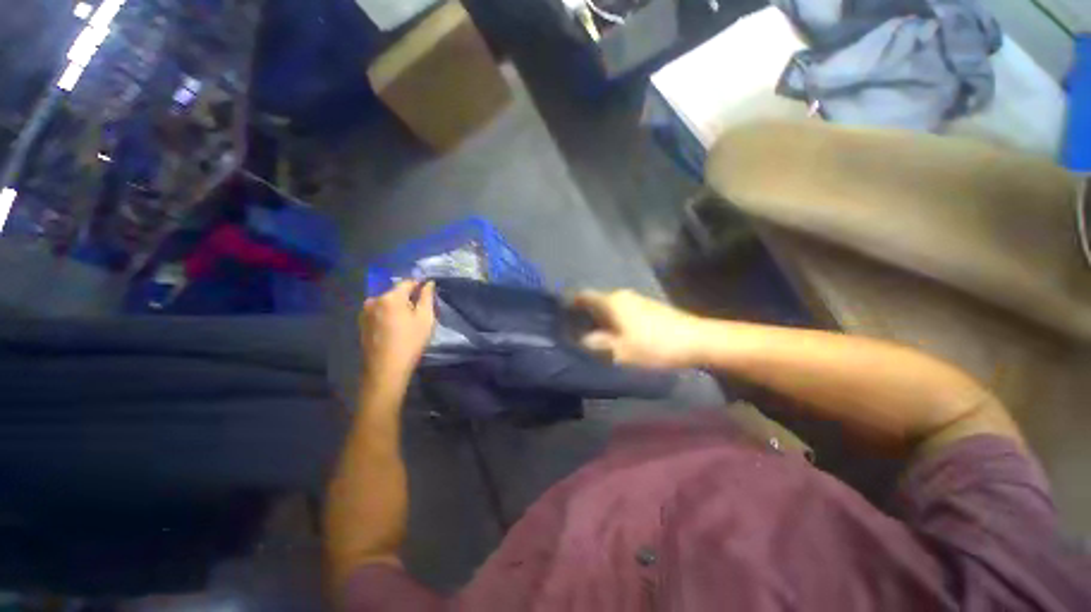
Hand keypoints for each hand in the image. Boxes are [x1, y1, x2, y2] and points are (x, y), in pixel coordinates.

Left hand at [360, 281, 435, 383]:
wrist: (385, 369)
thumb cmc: (410, 342)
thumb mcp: (426, 318)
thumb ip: (427, 297)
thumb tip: (428, 283)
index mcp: (390, 297)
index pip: (408, 282)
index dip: (420, 285)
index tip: (429, 294)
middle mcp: (374, 300)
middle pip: (396, 292)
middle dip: (408, 298)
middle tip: (420, 312)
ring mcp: (365, 312)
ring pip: (387, 303)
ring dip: (397, 307)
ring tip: (407, 322)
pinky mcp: (362, 323)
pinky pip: (379, 312)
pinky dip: (388, 315)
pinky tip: (395, 329)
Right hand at [572, 289, 705, 368]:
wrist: (697, 340)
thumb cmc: (653, 345)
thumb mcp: (618, 351)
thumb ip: (594, 345)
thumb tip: (579, 339)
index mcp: (610, 301)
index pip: (581, 296)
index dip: (569, 304)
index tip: (560, 318)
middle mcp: (621, 295)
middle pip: (595, 301)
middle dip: (583, 315)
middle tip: (575, 333)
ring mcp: (636, 299)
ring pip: (609, 307)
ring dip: (599, 319)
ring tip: (594, 337)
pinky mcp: (648, 307)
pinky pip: (621, 310)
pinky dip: (613, 320)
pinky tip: (616, 334)